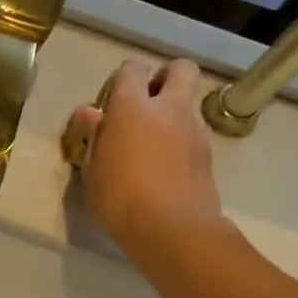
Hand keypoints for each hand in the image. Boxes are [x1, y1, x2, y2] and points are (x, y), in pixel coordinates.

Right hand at [64, 59, 224, 251]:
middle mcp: (168, 109)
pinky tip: (165, 164)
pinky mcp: (208, 154)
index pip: (133, 69)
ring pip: (189, 102)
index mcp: (132, 107)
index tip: (114, 95)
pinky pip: (194, 132)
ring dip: (174, 110)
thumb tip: (90, 114)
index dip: (125, 75)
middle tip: (147, 100)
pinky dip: (181, 138)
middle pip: (180, 69)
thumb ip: (93, 135)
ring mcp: (194, 130)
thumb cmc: (120, 197)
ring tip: (153, 140)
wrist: (173, 229)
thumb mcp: (91, 168)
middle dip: (166, 76)